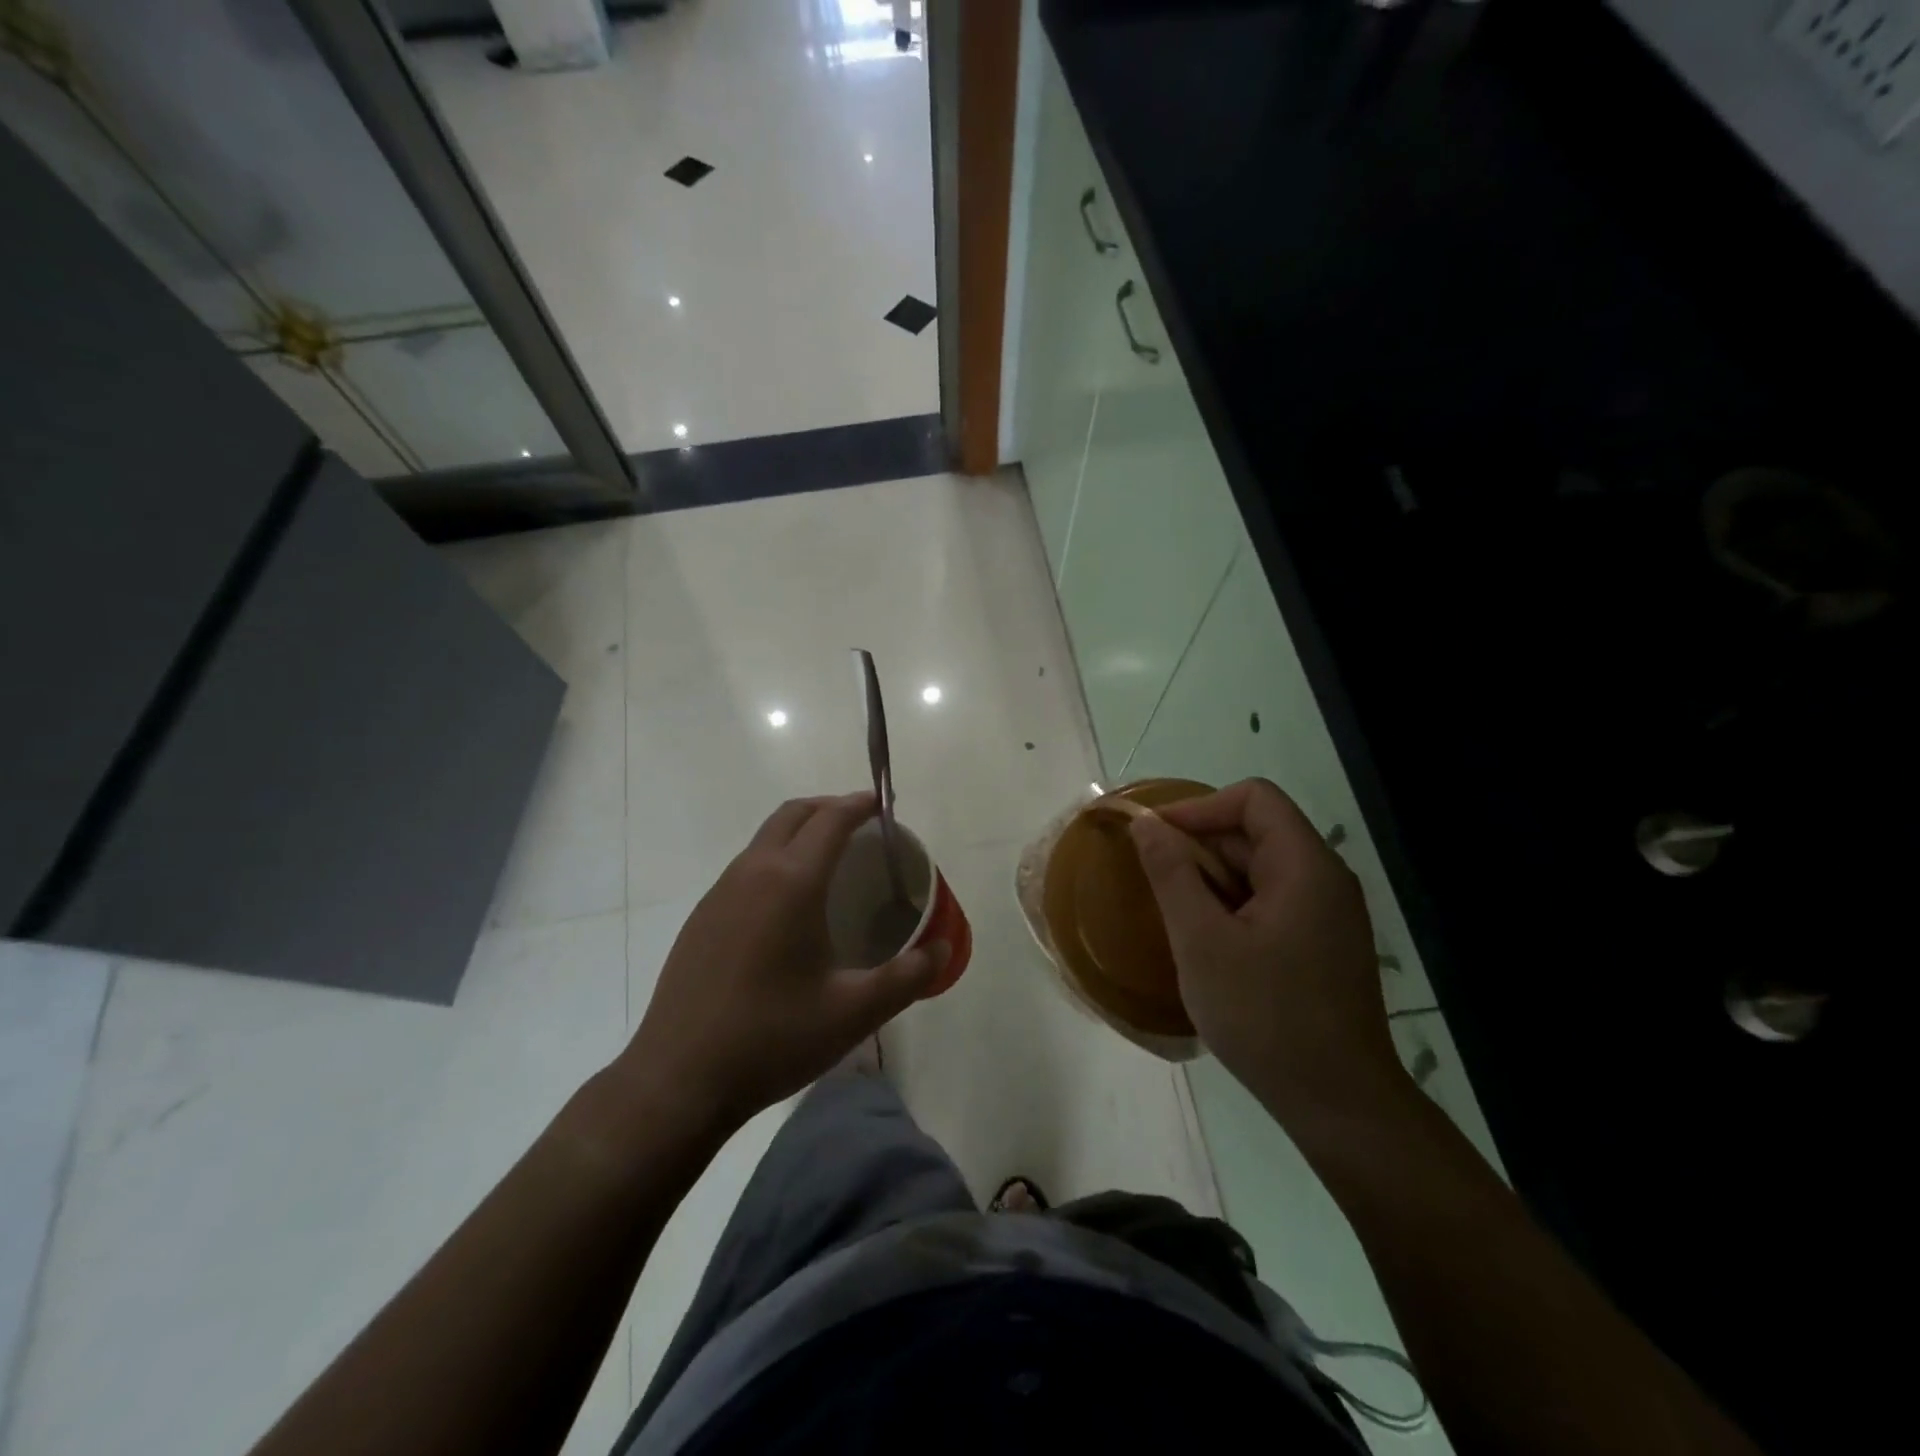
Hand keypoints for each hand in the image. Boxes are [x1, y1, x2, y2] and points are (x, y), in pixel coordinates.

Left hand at [622, 793, 947, 1132]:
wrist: (678, 1080)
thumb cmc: (772, 1038)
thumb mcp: (854, 1013)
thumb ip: (907, 977)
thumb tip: (943, 950)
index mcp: (791, 883)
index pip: (831, 819)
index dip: (860, 804)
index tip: (884, 804)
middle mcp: (752, 873)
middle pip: (793, 814)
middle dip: (829, 807)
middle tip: (862, 825)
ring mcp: (719, 893)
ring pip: (765, 838)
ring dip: (800, 831)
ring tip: (831, 860)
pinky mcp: (701, 918)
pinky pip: (746, 867)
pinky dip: (776, 859)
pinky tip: (788, 906)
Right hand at [1129, 779, 1409, 1127]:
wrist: (1339, 1104)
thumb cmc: (1266, 1016)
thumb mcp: (1202, 941)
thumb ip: (1171, 874)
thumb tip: (1145, 824)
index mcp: (1306, 867)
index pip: (1254, 799)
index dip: (1200, 807)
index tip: (1156, 837)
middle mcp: (1325, 880)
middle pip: (1257, 833)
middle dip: (1200, 847)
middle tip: (1154, 881)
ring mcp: (1328, 915)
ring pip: (1260, 871)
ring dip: (1213, 881)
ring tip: (1174, 915)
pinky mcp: (1323, 945)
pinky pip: (1271, 903)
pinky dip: (1233, 907)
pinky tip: (1207, 943)